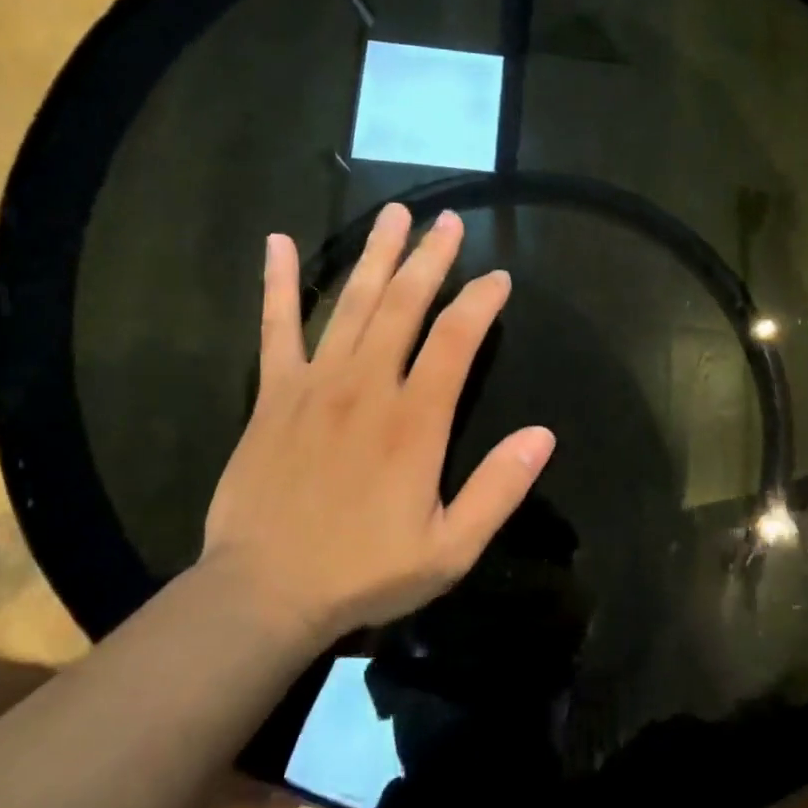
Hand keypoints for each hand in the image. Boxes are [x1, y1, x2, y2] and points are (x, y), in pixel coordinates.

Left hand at [201, 205, 555, 640]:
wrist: (265, 593)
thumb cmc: (365, 573)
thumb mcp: (451, 549)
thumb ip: (498, 489)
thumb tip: (543, 435)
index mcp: (415, 421)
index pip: (456, 340)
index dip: (481, 302)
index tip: (499, 279)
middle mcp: (367, 387)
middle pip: (403, 305)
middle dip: (430, 259)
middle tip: (448, 220)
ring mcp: (314, 385)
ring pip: (350, 304)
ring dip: (376, 256)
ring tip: (394, 215)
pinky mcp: (272, 396)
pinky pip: (274, 329)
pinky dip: (276, 284)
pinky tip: (277, 243)